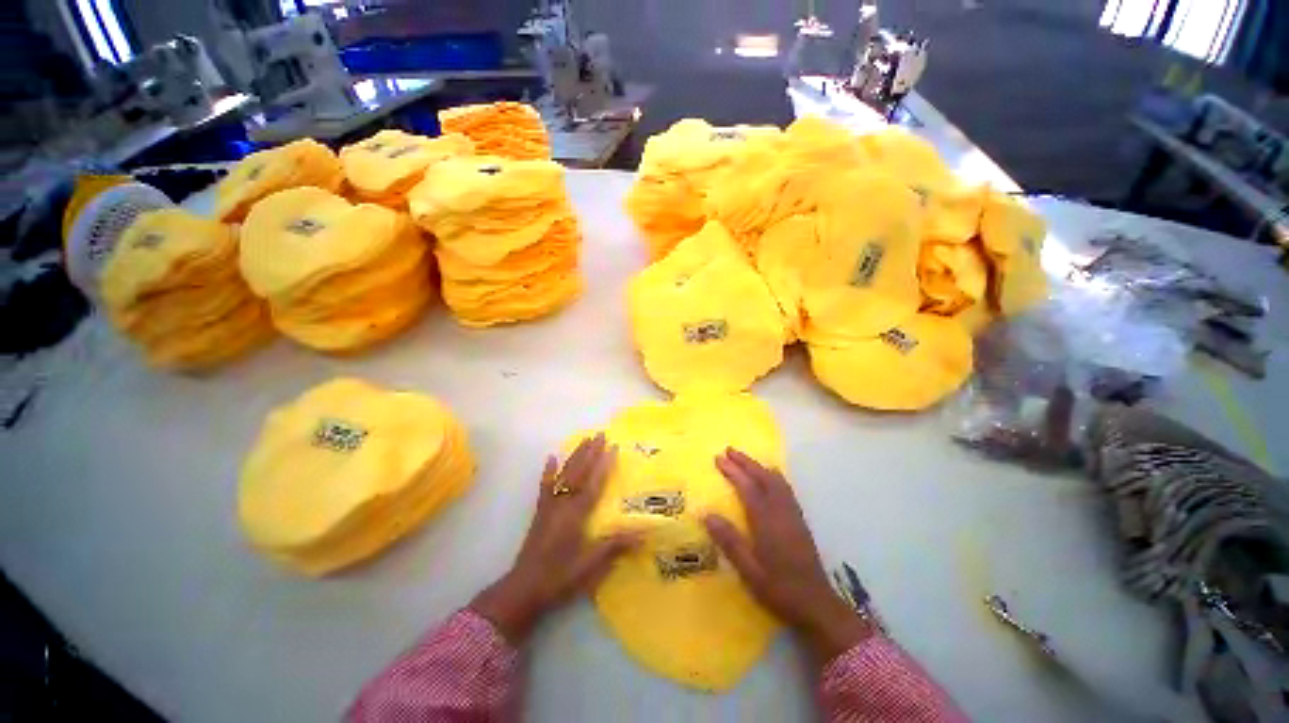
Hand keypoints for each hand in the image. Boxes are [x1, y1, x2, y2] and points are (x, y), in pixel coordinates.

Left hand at [472, 434, 636, 643]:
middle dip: (591, 452)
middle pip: (579, 472)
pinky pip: (545, 486)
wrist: (523, 589)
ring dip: (575, 455)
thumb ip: (616, 546)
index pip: (594, 483)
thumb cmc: (559, 577)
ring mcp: (550, 506)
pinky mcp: (540, 512)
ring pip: (564, 474)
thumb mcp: (591, 565)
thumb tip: (645, 532)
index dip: (604, 464)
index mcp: (577, 514)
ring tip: (584, 439)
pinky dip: (548, 471)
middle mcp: (563, 504)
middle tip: (600, 434)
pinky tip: (550, 458)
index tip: (613, 446)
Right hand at [704, 448, 874, 664]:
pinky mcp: (799, 520)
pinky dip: (773, 476)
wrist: (817, 604)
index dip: (733, 471)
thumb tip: (707, 514)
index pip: (747, 488)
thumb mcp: (749, 570)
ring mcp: (793, 514)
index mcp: (767, 521)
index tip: (719, 458)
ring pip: (776, 481)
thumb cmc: (779, 589)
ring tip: (746, 460)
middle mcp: (781, 511)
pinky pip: (785, 488)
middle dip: (746, 462)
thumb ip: (729, 541)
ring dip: (759, 466)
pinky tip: (769, 479)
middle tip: (729, 450)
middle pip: (763, 477)